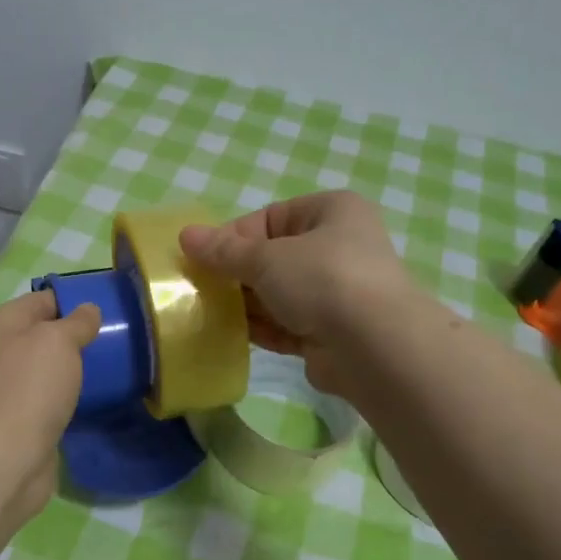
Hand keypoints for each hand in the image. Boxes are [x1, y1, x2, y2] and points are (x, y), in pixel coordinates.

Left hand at [0, 289, 100, 521]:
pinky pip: (50, 397)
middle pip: (45, 334)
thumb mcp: (59, 341)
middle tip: (116, 340)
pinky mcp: (21, 418)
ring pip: (48, 368)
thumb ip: (77, 322)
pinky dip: (69, 396)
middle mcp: (0, 351)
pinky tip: (93, 398)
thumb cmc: (30, 388)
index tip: (110, 309)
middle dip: (77, 337)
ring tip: (111, 368)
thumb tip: (89, 310)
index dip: (75, 301)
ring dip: (74, 368)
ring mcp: (9, 387)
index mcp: (2, 323)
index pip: (43, 299)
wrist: (6, 457)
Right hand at [181, 190, 415, 393]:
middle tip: (199, 289)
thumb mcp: (265, 258)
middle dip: (236, 274)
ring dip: (245, 304)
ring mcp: (338, 293)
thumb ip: (223, 251)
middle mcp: (339, 247)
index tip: (200, 259)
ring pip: (279, 294)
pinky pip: (287, 325)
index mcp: (332, 212)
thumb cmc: (322, 279)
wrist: (375, 347)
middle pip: (273, 257)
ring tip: (207, 313)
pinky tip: (230, 336)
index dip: (231, 238)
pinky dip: (262, 329)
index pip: (269, 218)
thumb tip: (185, 235)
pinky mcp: (331, 332)